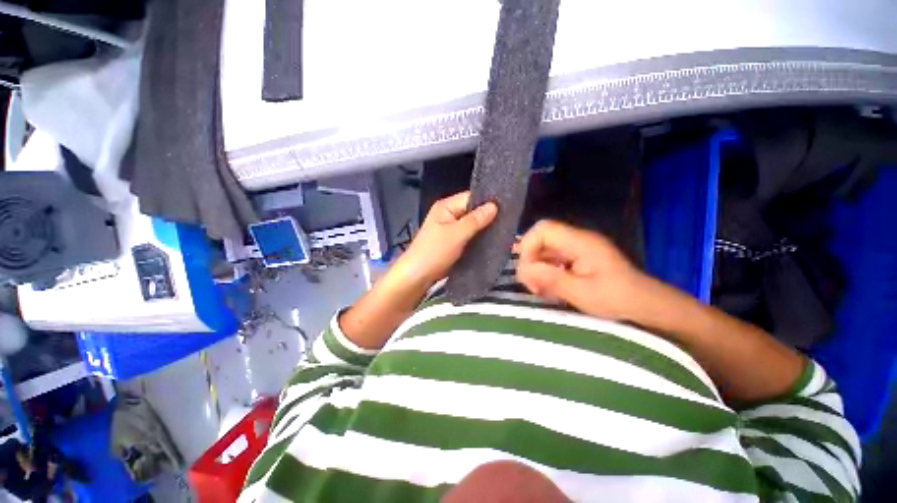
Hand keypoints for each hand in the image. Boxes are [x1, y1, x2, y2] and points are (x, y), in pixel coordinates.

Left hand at [396, 191, 497, 286]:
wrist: (418, 276)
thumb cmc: (434, 252)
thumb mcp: (456, 234)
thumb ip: (475, 220)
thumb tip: (494, 206)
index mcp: (446, 206)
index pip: (471, 197)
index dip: (488, 202)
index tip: (507, 207)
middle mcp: (450, 214)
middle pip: (473, 210)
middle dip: (488, 216)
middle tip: (508, 220)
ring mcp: (452, 228)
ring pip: (473, 224)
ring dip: (485, 228)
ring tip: (504, 229)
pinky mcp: (455, 241)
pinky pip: (471, 235)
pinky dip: (480, 237)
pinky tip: (493, 239)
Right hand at [517, 220, 644, 320]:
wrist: (645, 304)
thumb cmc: (617, 298)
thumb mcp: (583, 293)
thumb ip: (551, 279)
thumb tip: (523, 270)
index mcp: (580, 242)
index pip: (543, 229)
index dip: (528, 246)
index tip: (529, 271)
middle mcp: (576, 240)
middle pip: (540, 239)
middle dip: (530, 260)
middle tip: (532, 285)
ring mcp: (576, 248)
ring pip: (544, 250)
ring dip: (536, 269)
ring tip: (540, 290)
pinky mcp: (576, 258)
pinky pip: (552, 259)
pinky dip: (545, 273)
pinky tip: (548, 289)